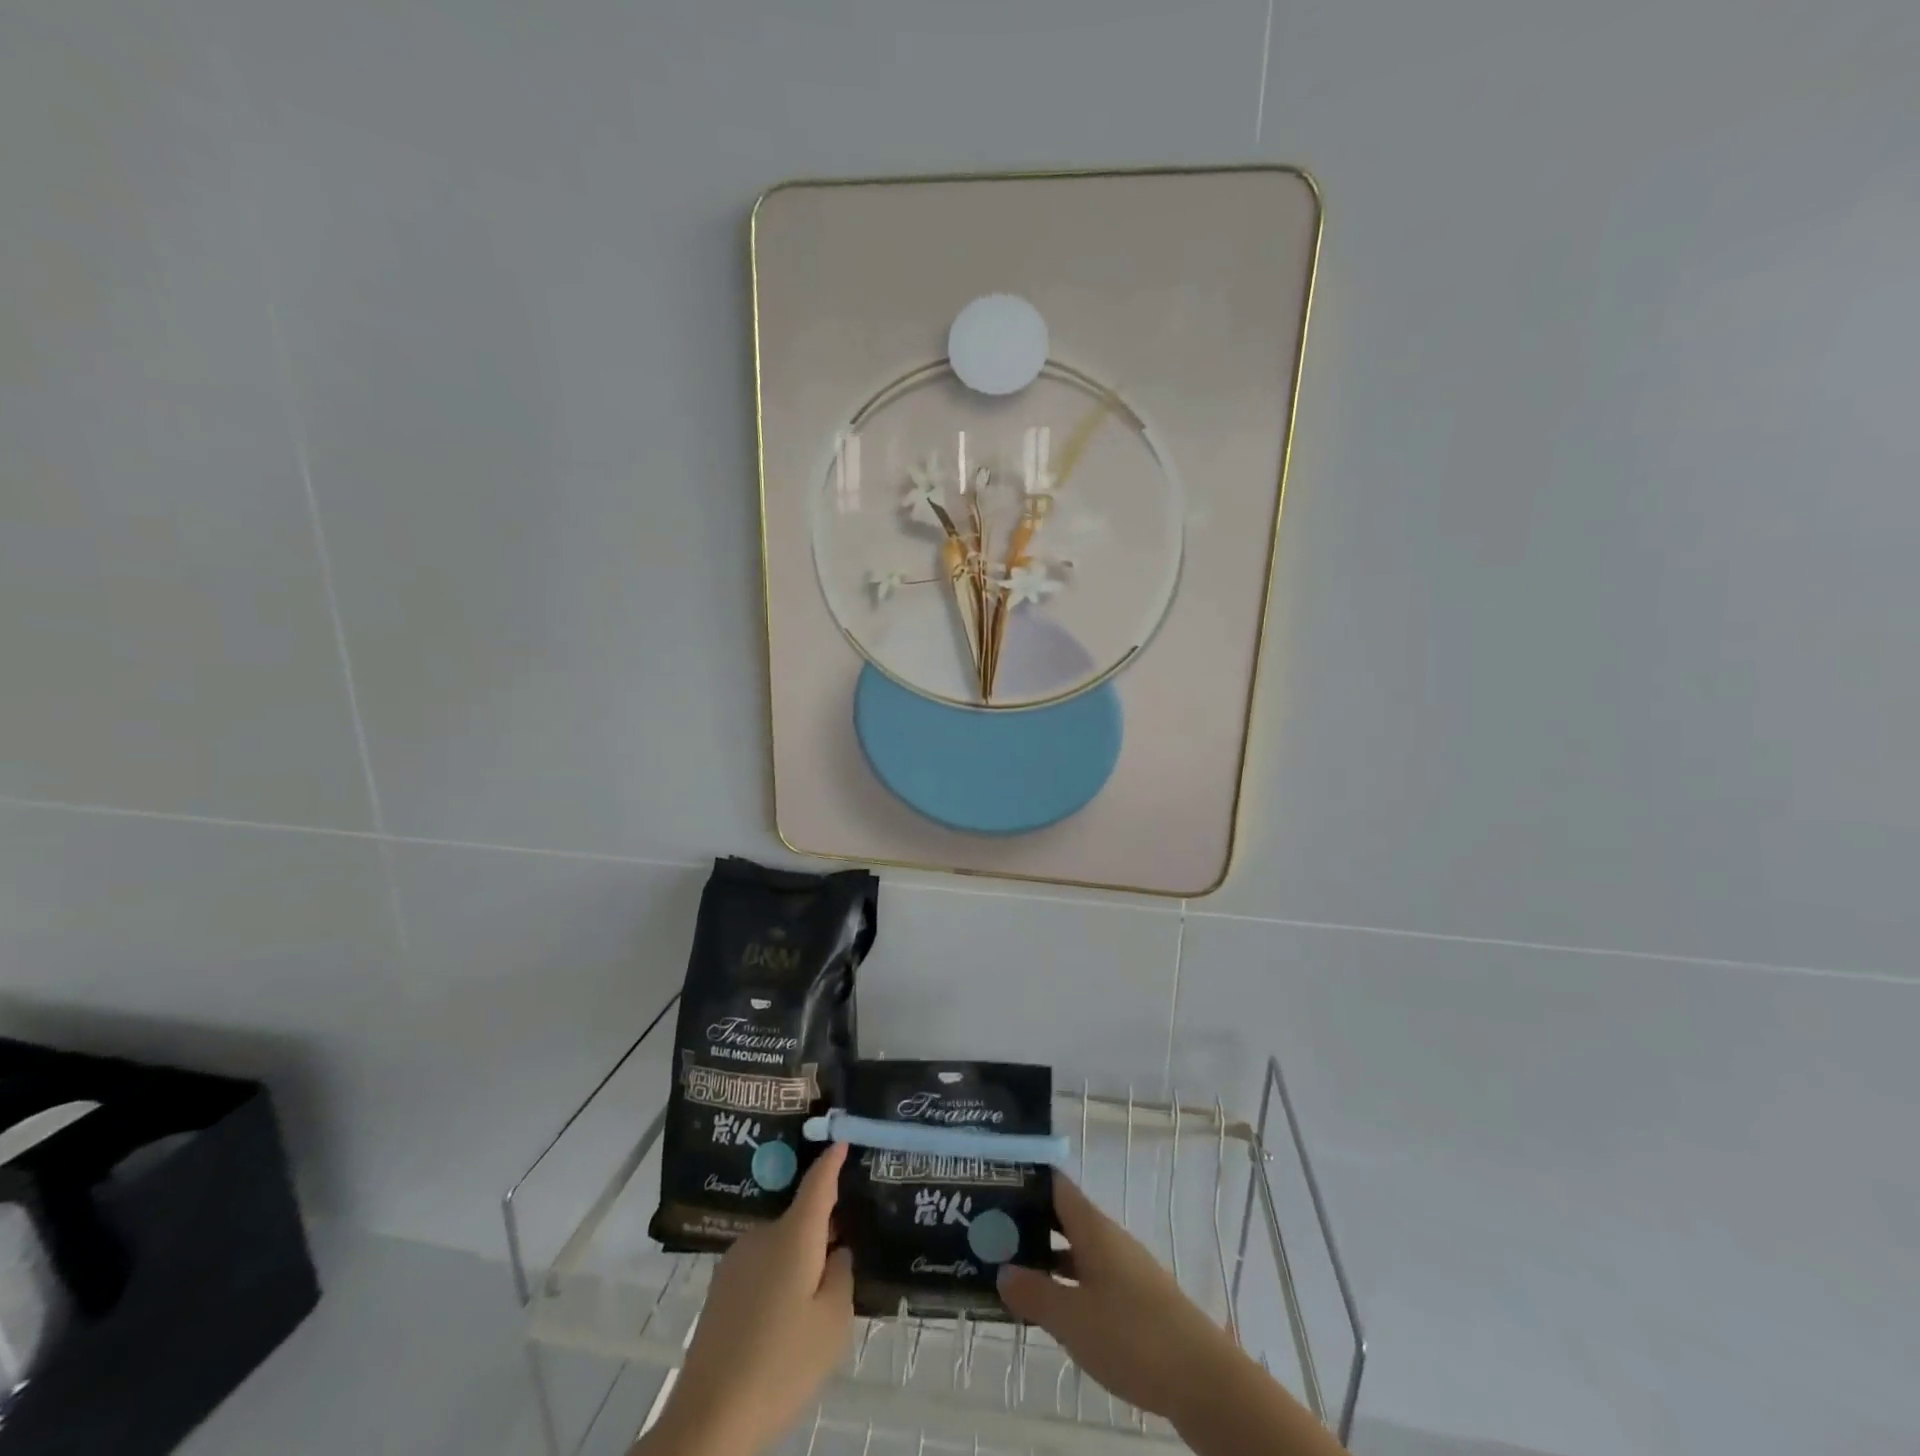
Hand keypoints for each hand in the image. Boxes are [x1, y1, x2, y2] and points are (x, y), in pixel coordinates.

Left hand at [645, 1143, 852, 1455]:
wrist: (708, 1420)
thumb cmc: (781, 1365)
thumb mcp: (833, 1323)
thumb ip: (842, 1276)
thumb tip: (836, 1252)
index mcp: (793, 1235)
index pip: (818, 1183)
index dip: (832, 1161)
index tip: (842, 1138)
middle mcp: (762, 1235)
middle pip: (801, 1217)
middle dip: (824, 1228)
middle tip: (849, 1251)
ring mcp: (736, 1261)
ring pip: (781, 1245)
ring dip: (800, 1257)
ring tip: (818, 1298)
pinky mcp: (721, 1289)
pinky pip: (762, 1266)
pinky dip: (780, 1277)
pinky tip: (786, 1318)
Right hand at [997, 1174, 1237, 1426]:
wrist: (1202, 1380)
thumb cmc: (1132, 1335)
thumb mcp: (1072, 1318)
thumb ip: (1035, 1294)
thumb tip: (1003, 1271)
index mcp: (1093, 1228)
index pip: (1056, 1186)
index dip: (1027, 1179)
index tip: (994, 1183)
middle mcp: (1109, 1239)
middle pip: (1064, 1218)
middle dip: (1030, 1223)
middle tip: (990, 1232)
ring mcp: (1125, 1269)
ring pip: (1077, 1251)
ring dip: (1047, 1258)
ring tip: (1010, 1270)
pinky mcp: (1136, 1300)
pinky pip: (1092, 1279)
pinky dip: (1068, 1284)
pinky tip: (1052, 1308)